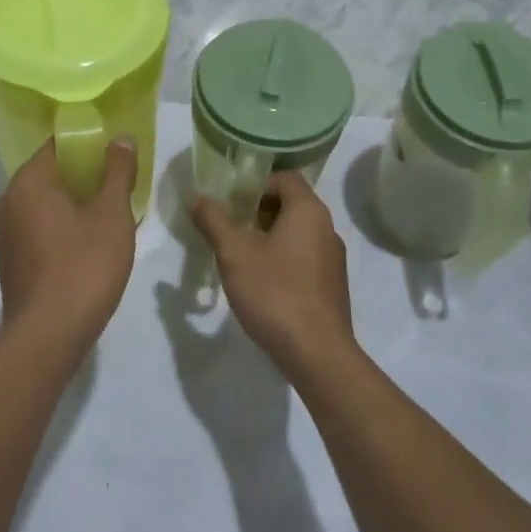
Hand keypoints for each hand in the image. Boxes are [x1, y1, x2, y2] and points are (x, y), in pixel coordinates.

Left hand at [0, 138, 138, 346]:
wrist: (49, 335)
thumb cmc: (84, 266)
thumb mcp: (112, 214)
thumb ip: (118, 171)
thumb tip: (121, 139)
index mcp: (27, 181)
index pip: (58, 145)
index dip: (89, 145)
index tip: (116, 154)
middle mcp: (6, 200)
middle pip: (50, 173)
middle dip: (84, 176)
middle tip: (118, 184)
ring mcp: (4, 233)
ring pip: (44, 203)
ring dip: (73, 203)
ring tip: (108, 213)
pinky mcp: (9, 260)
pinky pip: (37, 227)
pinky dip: (60, 226)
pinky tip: (87, 242)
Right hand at [190, 171, 356, 384]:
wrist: (317, 354)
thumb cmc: (275, 294)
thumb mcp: (234, 254)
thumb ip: (214, 221)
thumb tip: (197, 197)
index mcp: (308, 211)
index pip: (284, 178)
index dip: (255, 184)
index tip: (230, 203)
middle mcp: (327, 228)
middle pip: (290, 204)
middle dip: (257, 211)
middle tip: (228, 228)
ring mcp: (333, 259)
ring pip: (297, 233)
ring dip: (267, 236)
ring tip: (239, 255)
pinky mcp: (331, 285)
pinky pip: (304, 257)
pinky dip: (282, 258)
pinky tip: (261, 282)